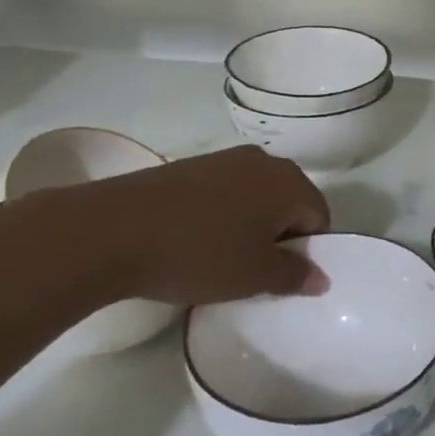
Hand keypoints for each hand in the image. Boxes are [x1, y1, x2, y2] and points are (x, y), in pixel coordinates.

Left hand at [8, 145, 330, 305]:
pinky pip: (224, 192)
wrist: (113, 229)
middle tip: (255, 270)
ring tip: (222, 258)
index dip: (307, 250)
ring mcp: (224, 159)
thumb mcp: (254, 276)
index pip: (318, 216)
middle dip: (279, 235)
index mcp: (289, 182)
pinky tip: (195, 240)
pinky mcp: (190, 165)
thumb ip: (295, 275)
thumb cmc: (199, 253)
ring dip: (249, 225)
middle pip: (289, 201)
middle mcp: (264, 161)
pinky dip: (221, 215)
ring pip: (255, 196)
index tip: (281, 277)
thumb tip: (321, 276)